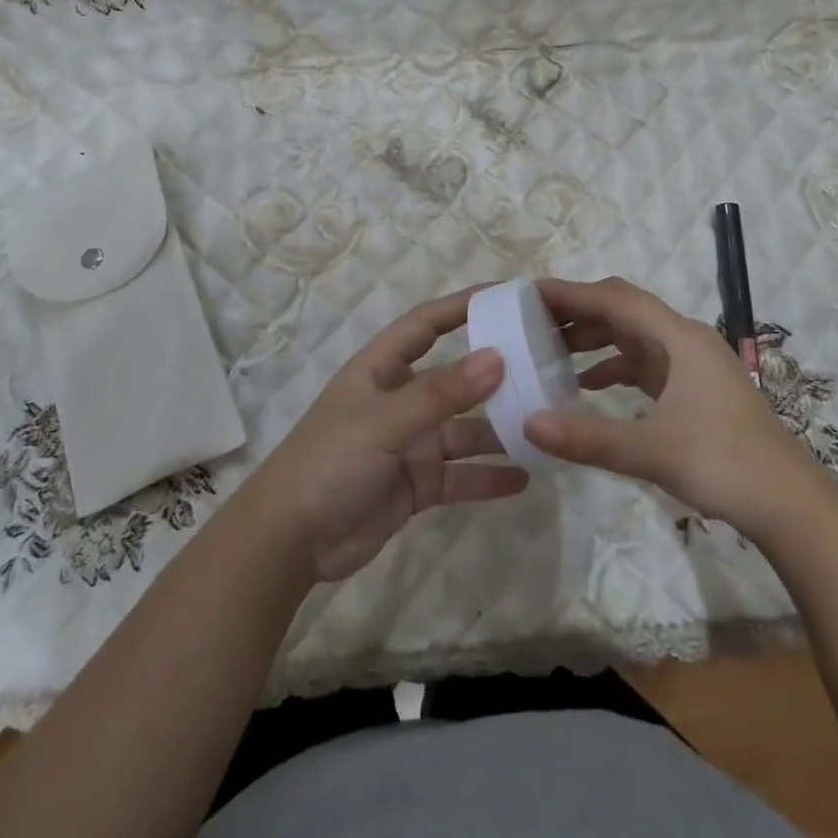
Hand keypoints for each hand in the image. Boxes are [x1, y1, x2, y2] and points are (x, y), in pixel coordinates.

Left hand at [246, 288, 527, 581]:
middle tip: (545, 365)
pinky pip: (460, 476)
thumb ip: (441, 393)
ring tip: (546, 424)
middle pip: (455, 377)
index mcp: (382, 369)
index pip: (427, 324)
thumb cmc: (330, 461)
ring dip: (499, 429)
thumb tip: (497, 357)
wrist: (290, 541)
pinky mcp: (416, 484)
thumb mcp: (385, 421)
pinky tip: (525, 478)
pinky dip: (488, 477)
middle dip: (494, 372)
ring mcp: (409, 443)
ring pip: (464, 429)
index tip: (508, 296)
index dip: (463, 306)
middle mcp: (399, 399)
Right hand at [523, 277, 823, 524]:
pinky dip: (612, 367)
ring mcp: (691, 365)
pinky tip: (586, 386)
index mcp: (680, 339)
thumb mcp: (653, 451)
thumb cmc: (726, 465)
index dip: (572, 293)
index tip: (530, 293)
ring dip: (594, 339)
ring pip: (633, 336)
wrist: (792, 506)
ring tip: (549, 351)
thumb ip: (590, 438)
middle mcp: (685, 341)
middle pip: (624, 310)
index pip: (616, 299)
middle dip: (579, 312)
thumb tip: (529, 423)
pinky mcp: (693, 389)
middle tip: (532, 321)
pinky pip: (643, 363)